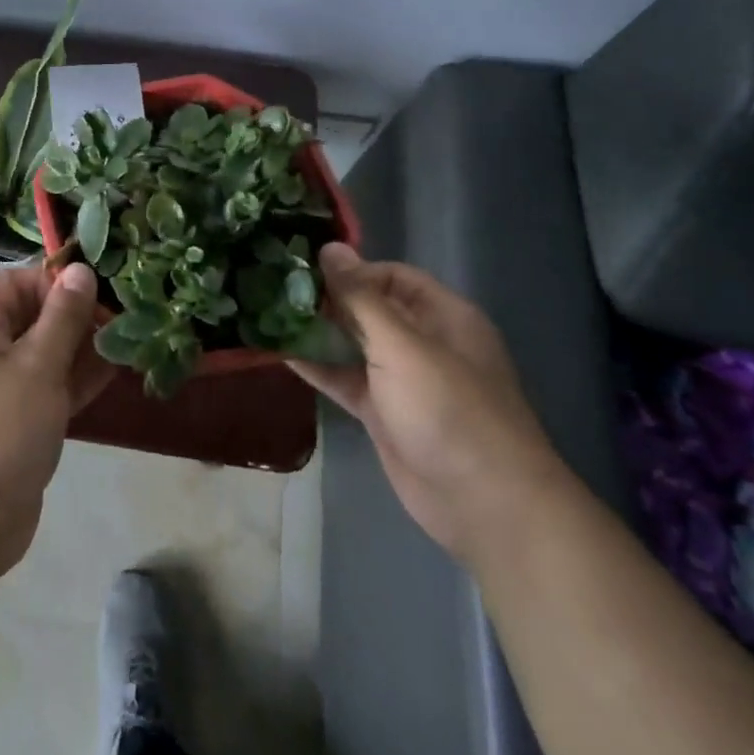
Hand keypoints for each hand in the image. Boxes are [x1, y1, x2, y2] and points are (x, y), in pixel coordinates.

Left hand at [0, 261, 114, 574]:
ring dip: (80, 348)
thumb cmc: (1, 428)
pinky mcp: (14, 421)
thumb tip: (81, 270)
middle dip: (73, 316)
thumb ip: (63, 317)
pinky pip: (46, 387)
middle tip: (118, 319)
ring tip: (124, 343)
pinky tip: (111, 373)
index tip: (90, 292)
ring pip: (43, 354)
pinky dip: (74, 379)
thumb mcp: (38, 365)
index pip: (12, 283)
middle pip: (30, 317)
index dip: (49, 282)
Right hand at [291, 244, 565, 565]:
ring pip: (353, 343)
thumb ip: (361, 297)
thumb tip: (329, 248)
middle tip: (278, 286)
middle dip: (328, 297)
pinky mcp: (383, 411)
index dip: (352, 270)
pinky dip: (317, 366)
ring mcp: (402, 378)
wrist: (484, 506)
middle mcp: (422, 340)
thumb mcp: (402, 345)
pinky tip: (279, 351)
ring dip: (317, 330)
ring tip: (270, 312)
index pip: (391, 275)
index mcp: (442, 315)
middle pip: (369, 307)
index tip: (307, 270)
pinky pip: (345, 378)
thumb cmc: (449, 410)